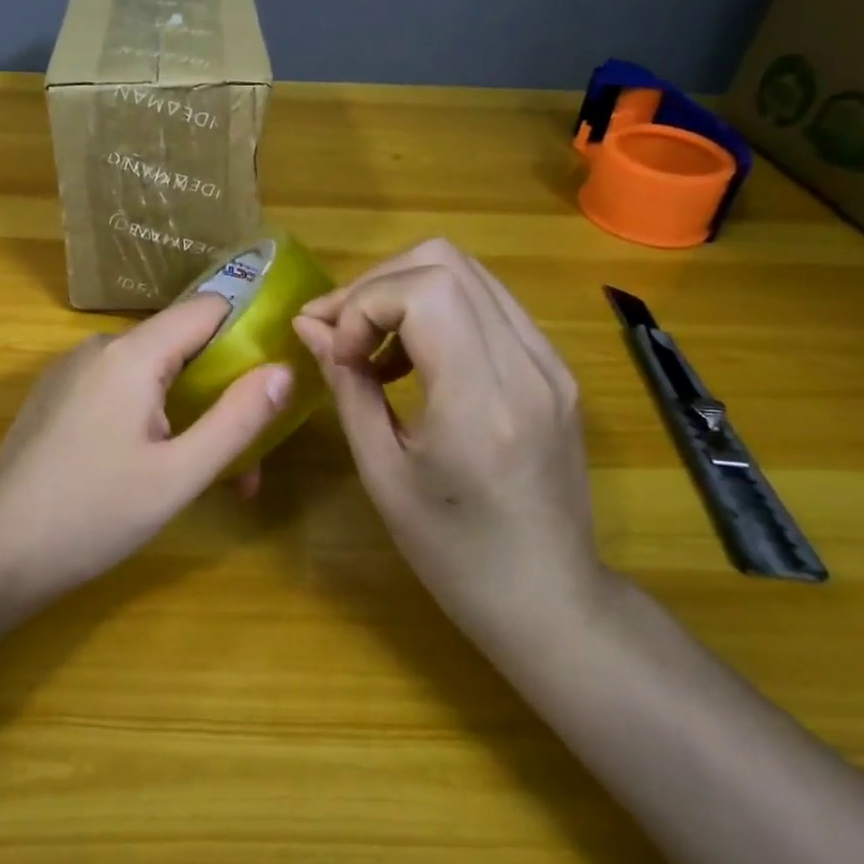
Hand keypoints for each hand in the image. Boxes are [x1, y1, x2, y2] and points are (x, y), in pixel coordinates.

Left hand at [0, 294, 293, 608]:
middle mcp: (99, 347)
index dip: (248, 332)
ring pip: (149, 373)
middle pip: (180, 346)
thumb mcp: (180, 474)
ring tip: (201, 476)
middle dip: (219, 393)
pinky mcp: (55, 396)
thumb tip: (284, 369)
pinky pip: (117, 389)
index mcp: (131, 354)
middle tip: (244, 459)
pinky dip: (147, 415)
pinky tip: (149, 466)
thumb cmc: (96, 514)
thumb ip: (237, 419)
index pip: (207, 308)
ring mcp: (71, 370)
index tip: (275, 373)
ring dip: (185, 413)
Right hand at [291, 239, 609, 647]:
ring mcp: (549, 361)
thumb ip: (347, 386)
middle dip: (376, 284)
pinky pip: (487, 303)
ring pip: (467, 272)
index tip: (339, 353)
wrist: (553, 602)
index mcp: (483, 400)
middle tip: (340, 331)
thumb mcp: (382, 474)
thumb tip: (309, 327)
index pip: (423, 290)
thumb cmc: (455, 555)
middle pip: (445, 262)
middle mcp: (527, 365)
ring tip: (370, 345)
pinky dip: (436, 310)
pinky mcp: (554, 368)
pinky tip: (412, 359)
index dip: (363, 304)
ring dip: (404, 291)